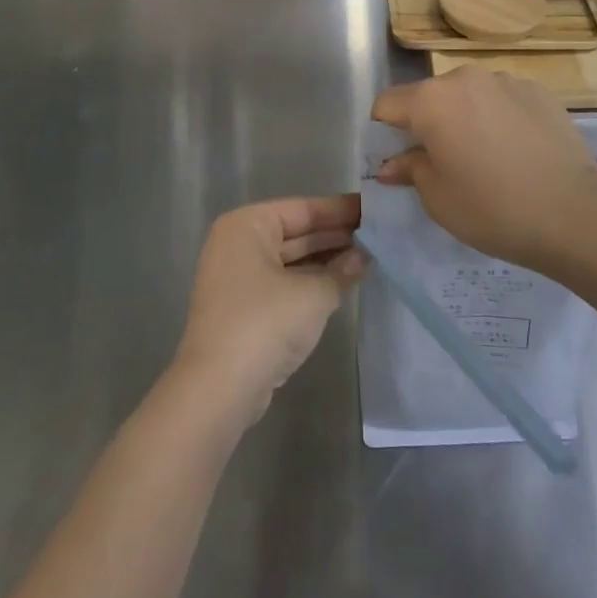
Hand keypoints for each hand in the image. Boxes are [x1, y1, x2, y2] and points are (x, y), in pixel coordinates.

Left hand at [171, 195, 366, 424]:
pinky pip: (284, 284)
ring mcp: (238, 278)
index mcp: (247, 225)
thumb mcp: (313, 294)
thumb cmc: (265, 323)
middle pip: (295, 233)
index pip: (303, 209)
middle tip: (378, 234)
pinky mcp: (243, 309)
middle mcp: (238, 244)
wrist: (218, 388)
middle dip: (335, 236)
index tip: (373, 209)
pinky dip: (310, 283)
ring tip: (368, 257)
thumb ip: (341, 271)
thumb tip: (363, 256)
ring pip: (291, 260)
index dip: (340, 210)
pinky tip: (342, 284)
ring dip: (326, 261)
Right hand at [372, 67, 596, 271]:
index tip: (397, 161)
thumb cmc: (493, 208)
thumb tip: (392, 163)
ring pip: (468, 96)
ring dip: (465, 118)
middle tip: (442, 164)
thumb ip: (409, 170)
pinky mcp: (539, 91)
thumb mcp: (438, 199)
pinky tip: (518, 152)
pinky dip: (499, 119)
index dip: (384, 133)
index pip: (386, 104)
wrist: (575, 213)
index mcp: (430, 100)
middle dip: (427, 124)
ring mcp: (505, 80)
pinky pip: (502, 100)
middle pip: (429, 96)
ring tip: (486, 159)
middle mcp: (464, 77)